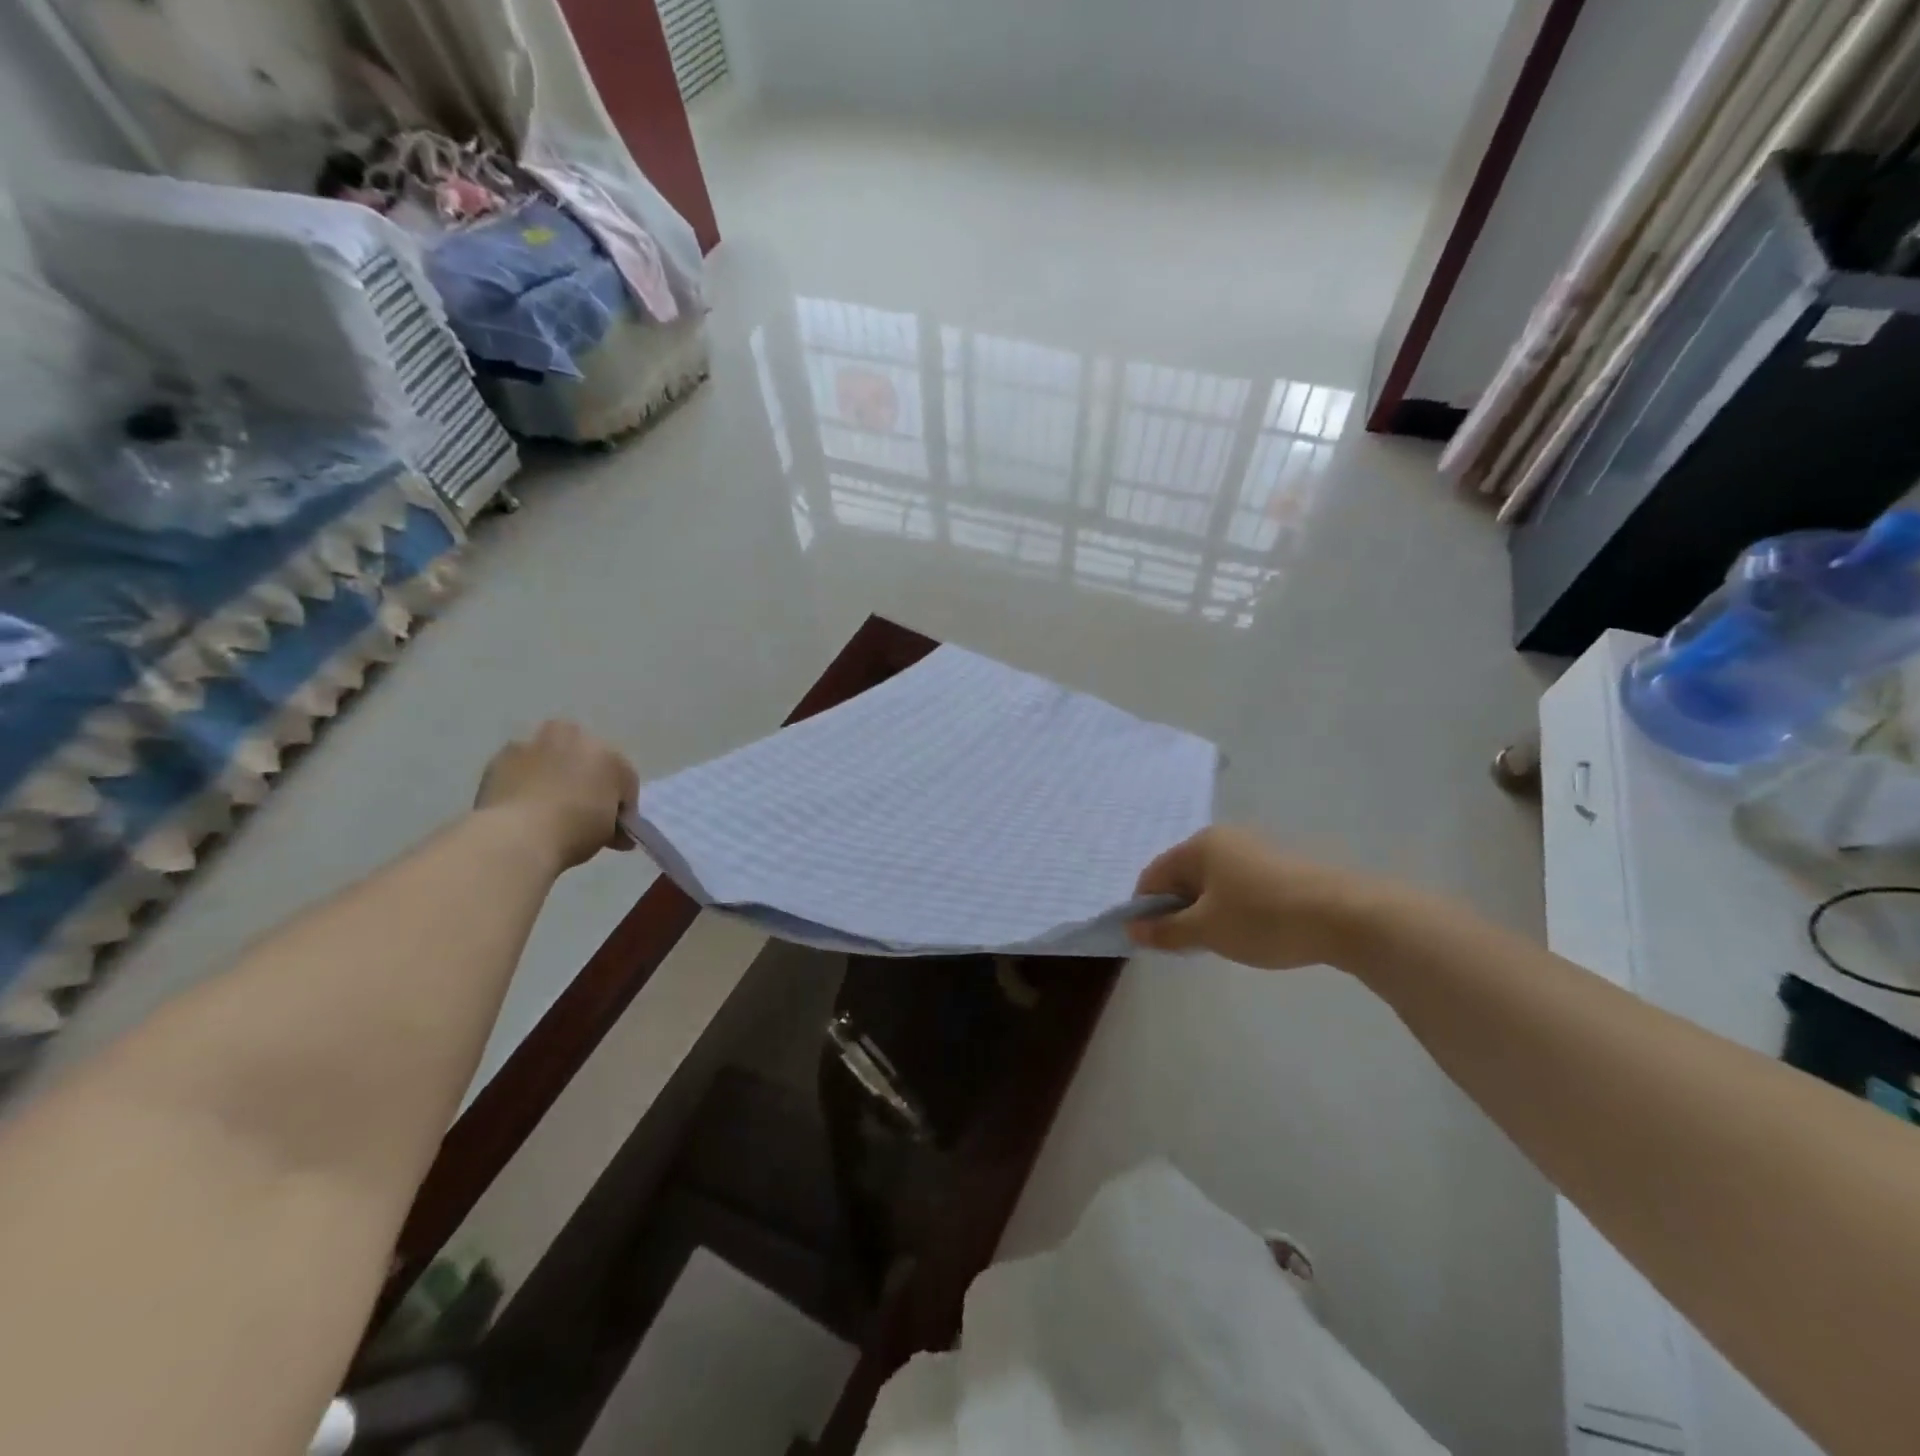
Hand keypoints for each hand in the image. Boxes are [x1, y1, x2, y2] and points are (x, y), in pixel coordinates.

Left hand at [476, 721, 638, 869]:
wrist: (515, 836)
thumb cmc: (574, 831)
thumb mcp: (608, 833)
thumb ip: (613, 822)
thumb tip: (614, 831)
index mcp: (611, 756)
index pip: (625, 779)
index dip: (621, 804)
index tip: (613, 826)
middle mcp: (576, 738)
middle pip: (588, 759)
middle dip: (587, 779)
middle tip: (581, 810)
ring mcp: (536, 743)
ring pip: (552, 756)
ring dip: (553, 773)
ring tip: (547, 807)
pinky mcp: (502, 755)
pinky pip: (522, 767)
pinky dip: (524, 780)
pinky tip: (522, 805)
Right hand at [1128, 826, 1379, 969]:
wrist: (1346, 916)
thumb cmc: (1263, 918)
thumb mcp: (1207, 930)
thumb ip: (1165, 931)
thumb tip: (1133, 930)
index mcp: (1199, 845)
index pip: (1154, 874)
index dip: (1145, 909)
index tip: (1152, 942)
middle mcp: (1224, 838)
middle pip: (1182, 876)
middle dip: (1177, 911)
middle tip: (1186, 947)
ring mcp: (1255, 849)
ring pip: (1212, 883)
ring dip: (1205, 912)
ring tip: (1220, 942)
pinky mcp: (1281, 866)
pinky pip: (1239, 886)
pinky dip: (1232, 908)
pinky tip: (1249, 932)